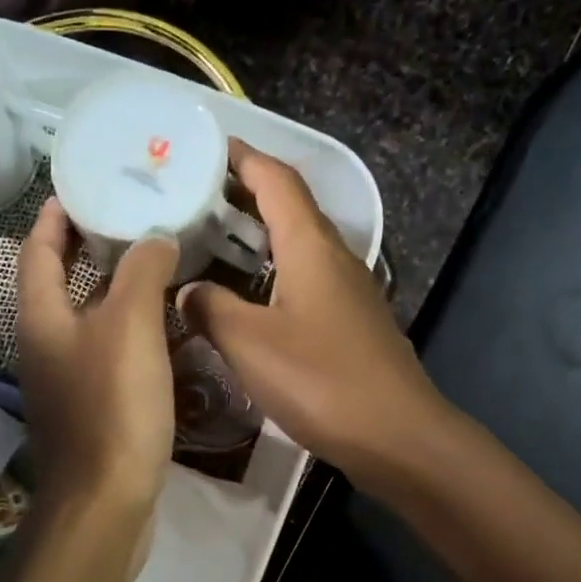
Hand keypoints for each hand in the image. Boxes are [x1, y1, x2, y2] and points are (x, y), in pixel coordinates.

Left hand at [16, 197, 176, 528]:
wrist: (107, 501)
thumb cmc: (114, 406)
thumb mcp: (131, 326)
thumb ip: (142, 272)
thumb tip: (154, 238)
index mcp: (40, 318)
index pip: (38, 251)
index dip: (54, 216)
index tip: (80, 187)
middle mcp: (43, 346)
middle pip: (58, 284)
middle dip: (87, 250)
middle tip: (129, 221)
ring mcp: (63, 382)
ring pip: (85, 321)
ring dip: (112, 292)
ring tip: (154, 267)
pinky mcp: (88, 410)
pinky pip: (104, 354)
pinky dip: (126, 332)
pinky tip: (161, 331)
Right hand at [179, 140, 445, 486]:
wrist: (394, 434)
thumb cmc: (320, 380)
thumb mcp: (250, 343)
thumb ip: (211, 308)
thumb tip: (186, 290)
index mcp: (310, 246)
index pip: (275, 179)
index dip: (241, 158)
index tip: (202, 147)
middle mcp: (333, 257)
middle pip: (287, 208)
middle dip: (242, 195)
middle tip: (191, 198)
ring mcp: (346, 292)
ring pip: (296, 247)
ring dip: (256, 238)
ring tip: (209, 244)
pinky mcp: (349, 324)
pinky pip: (303, 281)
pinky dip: (270, 275)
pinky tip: (245, 300)